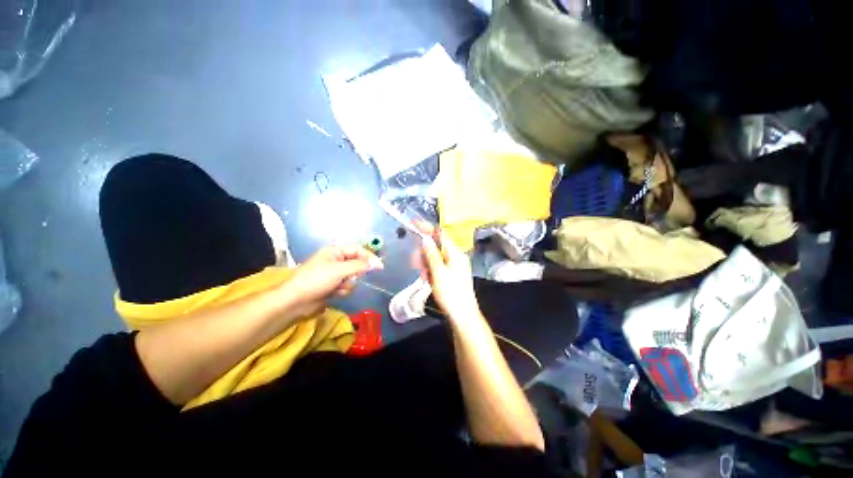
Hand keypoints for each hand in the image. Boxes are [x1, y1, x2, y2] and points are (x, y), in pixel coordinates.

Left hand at [281, 246, 382, 317]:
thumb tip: (378, 263)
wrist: (295, 302)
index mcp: (335, 252)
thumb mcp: (340, 270)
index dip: (369, 257)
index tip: (380, 266)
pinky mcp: (332, 286)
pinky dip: (342, 290)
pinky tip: (334, 294)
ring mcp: (333, 274)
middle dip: (354, 274)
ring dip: (348, 284)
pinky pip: (346, 286)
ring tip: (337, 287)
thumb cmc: (316, 280)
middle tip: (349, 278)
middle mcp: (335, 261)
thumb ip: (360, 266)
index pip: (358, 250)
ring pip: (353, 277)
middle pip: (356, 264)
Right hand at [416, 226, 480, 322]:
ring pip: (434, 257)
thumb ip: (431, 254)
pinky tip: (428, 280)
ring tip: (424, 276)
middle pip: (436, 246)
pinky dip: (430, 271)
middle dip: (424, 253)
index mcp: (456, 253)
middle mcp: (455, 256)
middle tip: (416, 264)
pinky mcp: (451, 274)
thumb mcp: (438, 272)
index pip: (440, 234)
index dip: (427, 228)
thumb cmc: (451, 294)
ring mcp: (453, 265)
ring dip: (425, 264)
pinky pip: (437, 266)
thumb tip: (425, 238)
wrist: (462, 315)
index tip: (413, 224)